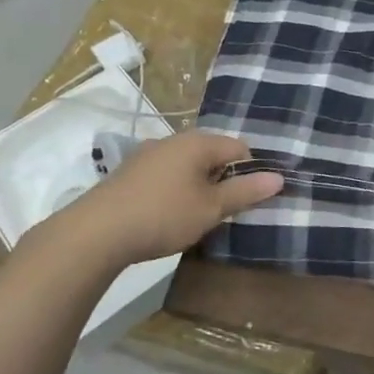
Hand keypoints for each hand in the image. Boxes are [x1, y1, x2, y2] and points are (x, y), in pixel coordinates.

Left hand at [43, 130, 281, 269]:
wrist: (94, 234)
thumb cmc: (162, 216)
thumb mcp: (211, 208)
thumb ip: (246, 192)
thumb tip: (279, 177)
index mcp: (198, 142)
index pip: (239, 148)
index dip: (250, 172)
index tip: (249, 200)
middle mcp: (173, 140)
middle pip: (212, 155)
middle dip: (223, 179)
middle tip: (225, 211)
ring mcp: (147, 155)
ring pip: (187, 166)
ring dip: (197, 186)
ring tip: (196, 216)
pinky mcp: (128, 174)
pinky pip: (165, 176)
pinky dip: (174, 191)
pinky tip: (167, 216)